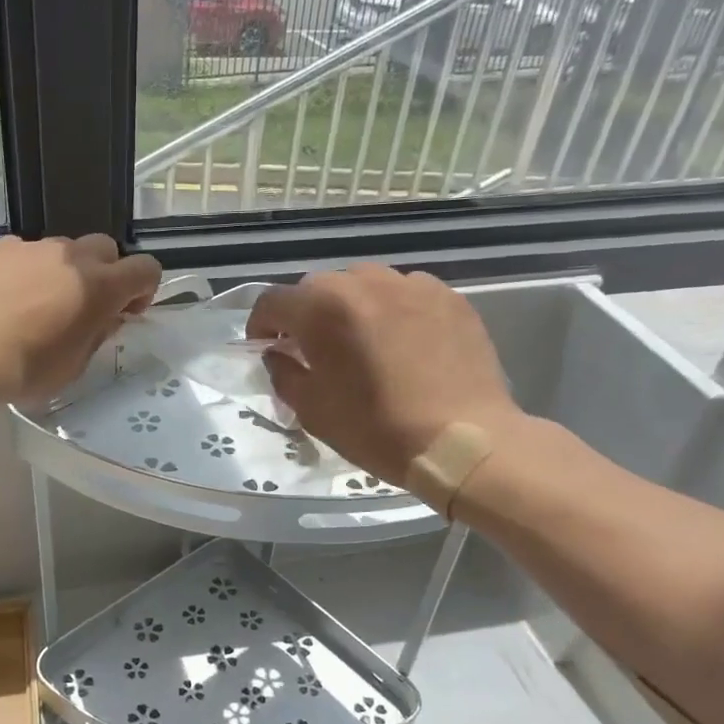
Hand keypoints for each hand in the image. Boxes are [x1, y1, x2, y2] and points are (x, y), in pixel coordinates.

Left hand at [0, 235, 161, 403]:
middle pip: (105, 248)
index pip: (145, 269)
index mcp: (98, 286)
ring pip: (61, 249)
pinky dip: (24, 270)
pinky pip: (22, 252)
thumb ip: (97, 334)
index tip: (126, 312)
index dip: (143, 289)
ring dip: (62, 271)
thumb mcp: (74, 365)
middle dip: (105, 273)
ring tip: (37, 303)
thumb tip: (105, 317)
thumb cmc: (26, 370)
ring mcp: (29, 247)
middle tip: (85, 305)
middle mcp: (69, 256)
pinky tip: (5, 298)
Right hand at [247, 265, 522, 482]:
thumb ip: (283, 372)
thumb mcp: (312, 409)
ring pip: (363, 284)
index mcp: (322, 308)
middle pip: (317, 288)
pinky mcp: (448, 296)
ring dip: (349, 308)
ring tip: (360, 342)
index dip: (261, 325)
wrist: (463, 440)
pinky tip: (401, 343)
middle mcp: (363, 283)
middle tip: (313, 350)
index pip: (272, 302)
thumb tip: (278, 354)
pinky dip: (391, 310)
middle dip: (306, 315)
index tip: (267, 348)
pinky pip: (404, 293)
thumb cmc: (377, 428)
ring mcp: (410, 284)